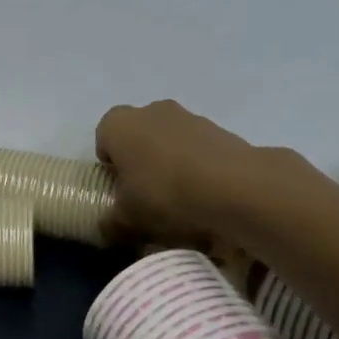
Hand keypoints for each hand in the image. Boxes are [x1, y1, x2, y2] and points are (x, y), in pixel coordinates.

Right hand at [95, 100, 315, 244]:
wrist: (235, 187)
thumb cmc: (165, 194)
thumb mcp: (127, 220)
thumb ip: (110, 223)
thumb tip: (107, 228)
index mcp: (118, 124)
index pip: (103, 139)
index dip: (109, 167)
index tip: (120, 191)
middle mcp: (150, 110)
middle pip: (138, 137)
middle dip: (141, 162)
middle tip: (147, 196)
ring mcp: (188, 117)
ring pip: (170, 142)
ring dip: (171, 164)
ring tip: (182, 202)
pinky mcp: (220, 130)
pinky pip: (199, 150)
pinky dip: (199, 168)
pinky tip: (207, 197)